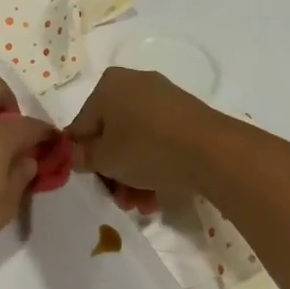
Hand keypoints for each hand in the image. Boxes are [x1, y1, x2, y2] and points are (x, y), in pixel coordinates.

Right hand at [65, 67, 225, 211]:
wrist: (212, 151)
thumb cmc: (146, 148)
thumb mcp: (104, 159)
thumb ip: (83, 157)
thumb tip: (77, 155)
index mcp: (108, 85)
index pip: (82, 125)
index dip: (82, 157)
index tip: (91, 181)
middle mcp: (134, 83)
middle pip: (111, 134)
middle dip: (113, 171)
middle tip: (118, 198)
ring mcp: (163, 98)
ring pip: (137, 141)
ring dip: (133, 175)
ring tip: (141, 205)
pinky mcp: (187, 115)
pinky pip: (160, 140)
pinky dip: (155, 165)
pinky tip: (157, 196)